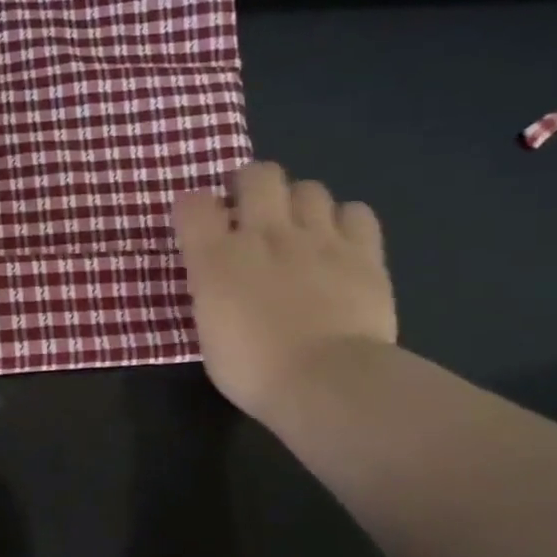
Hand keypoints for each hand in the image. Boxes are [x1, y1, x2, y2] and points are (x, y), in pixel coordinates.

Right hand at [174, 162, 395, 418]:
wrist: (328, 383)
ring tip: (298, 226)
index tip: (198, 223)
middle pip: (257, 174)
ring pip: (309, 187)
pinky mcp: (363, 252)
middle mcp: (264, 234)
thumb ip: (212, 292)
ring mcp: (318, 238)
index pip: (193, 204)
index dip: (193, 207)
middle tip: (250, 210)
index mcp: (216, 258)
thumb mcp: (209, 332)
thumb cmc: (253, 370)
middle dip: (250, 184)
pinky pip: (356, 212)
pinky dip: (345, 220)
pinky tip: (339, 241)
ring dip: (298, 202)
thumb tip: (219, 279)